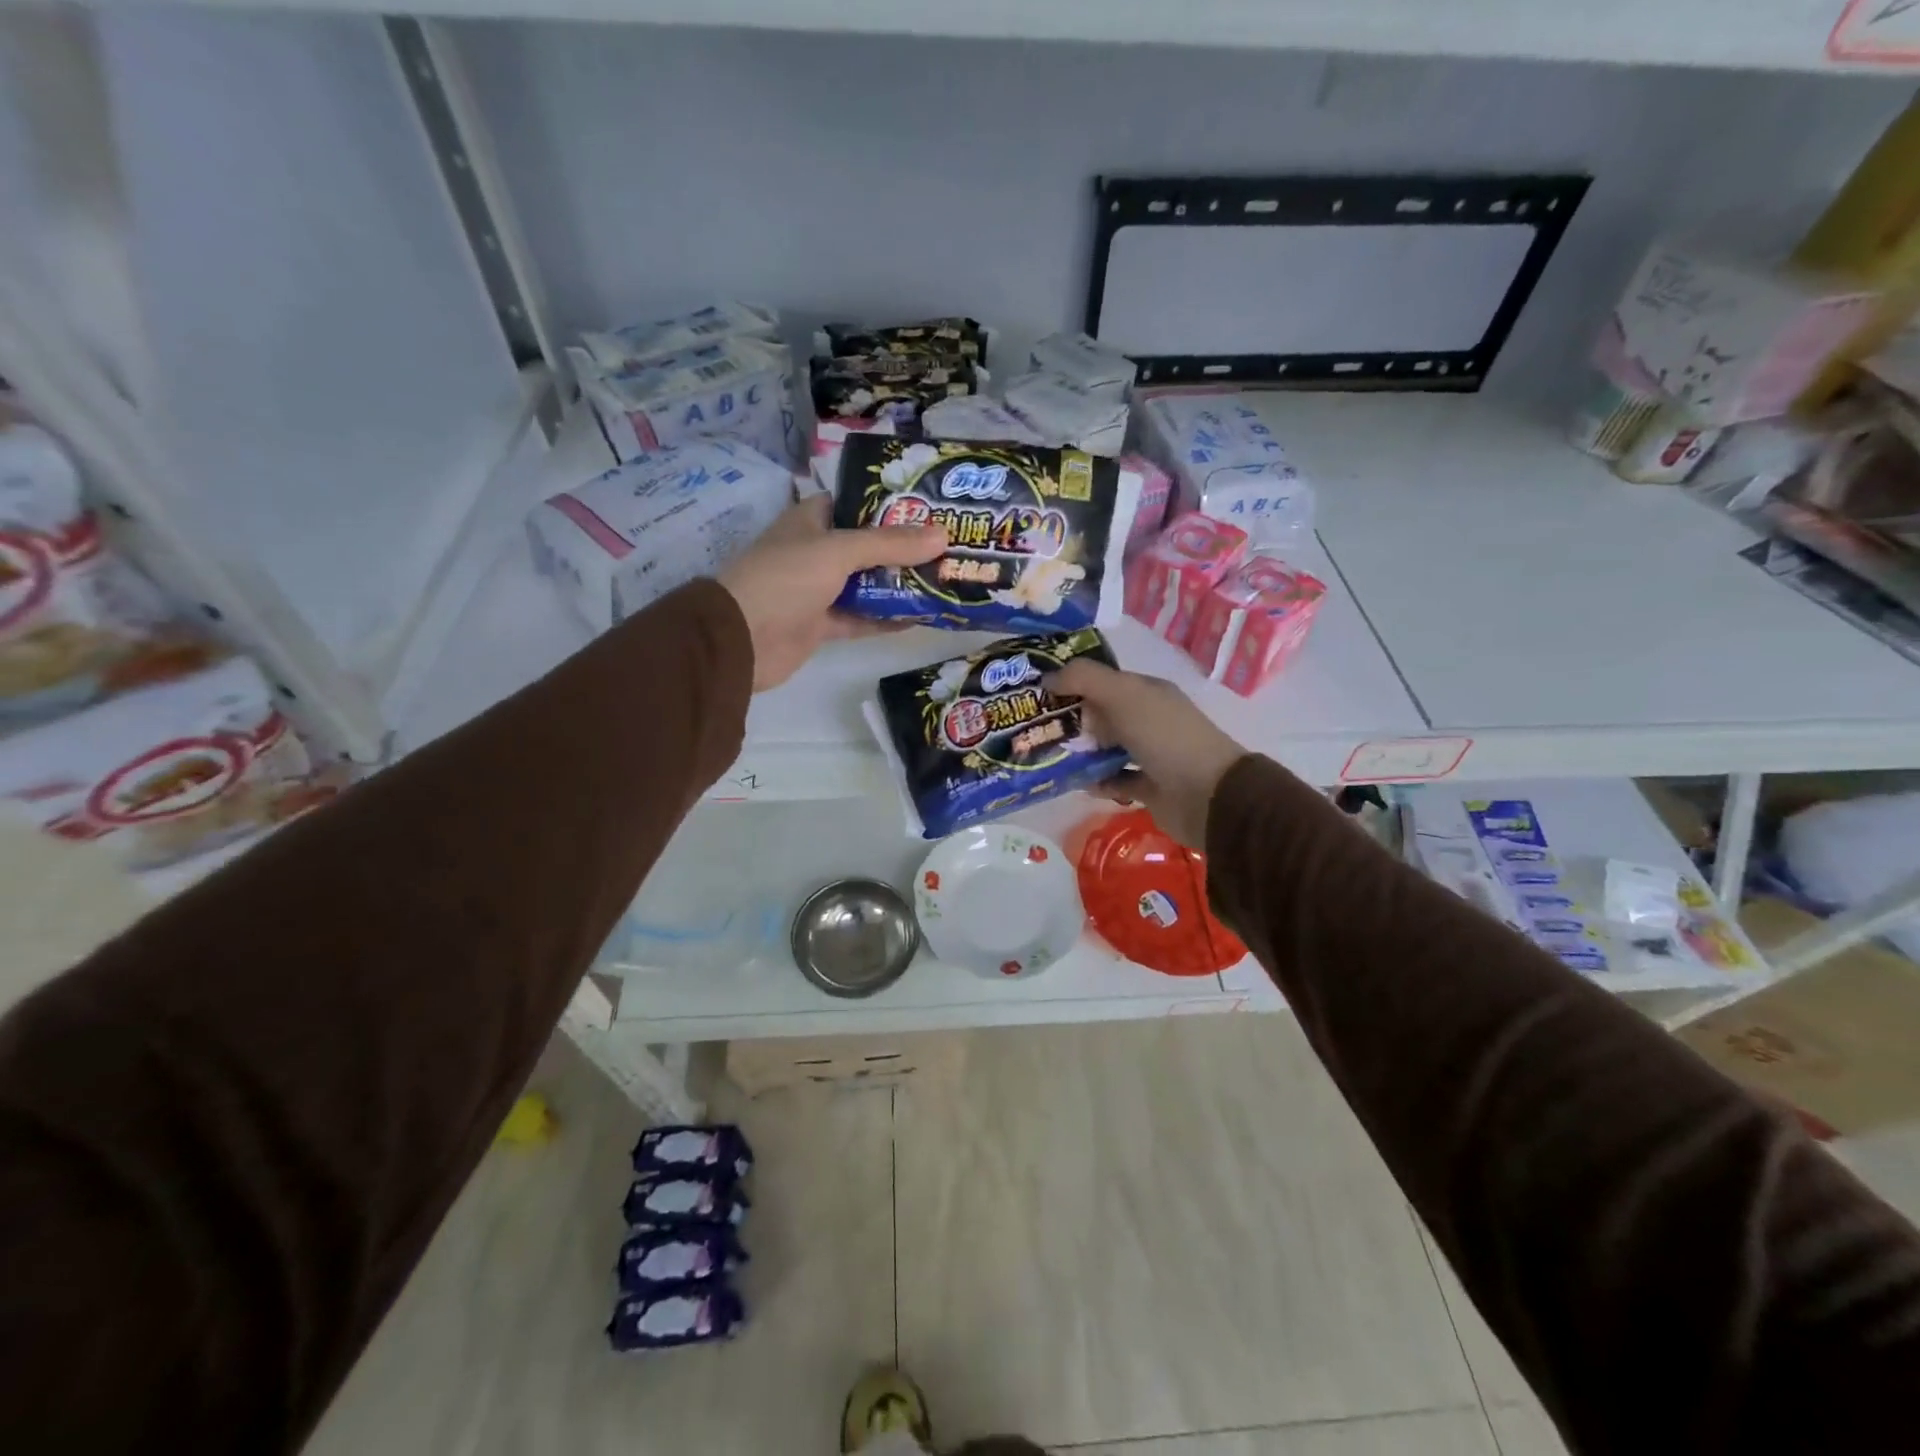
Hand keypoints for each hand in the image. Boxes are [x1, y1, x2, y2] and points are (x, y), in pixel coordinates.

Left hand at [719, 495, 946, 691]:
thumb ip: (890, 544)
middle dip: (904, 548)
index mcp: (810, 521)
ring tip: (943, 580)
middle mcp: (815, 551)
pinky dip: (886, 618)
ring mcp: (817, 590)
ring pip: (866, 583)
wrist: (741, 640)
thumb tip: (943, 535)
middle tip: (948, 547)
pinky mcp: (821, 624)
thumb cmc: (785, 579)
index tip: (930, 508)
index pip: (854, 503)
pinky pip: (860, 617)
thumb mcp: (839, 551)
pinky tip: (920, 618)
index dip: (889, 504)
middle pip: (866, 546)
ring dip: (899, 585)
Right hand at [1049, 659, 1247, 848]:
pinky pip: (1115, 781)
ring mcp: (1150, 755)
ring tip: (1045, 756)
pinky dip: (1097, 782)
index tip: (1036, 693)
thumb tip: (1047, 678)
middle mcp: (1148, 719)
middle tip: (1032, 728)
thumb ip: (1084, 679)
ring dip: (1080, 753)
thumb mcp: (1123, 695)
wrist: (1208, 796)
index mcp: (1146, 692)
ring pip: (1105, 749)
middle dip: (1070, 720)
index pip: (1103, 681)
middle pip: (1101, 715)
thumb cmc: (1165, 737)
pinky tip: (1076, 783)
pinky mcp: (1148, 788)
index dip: (1071, 683)